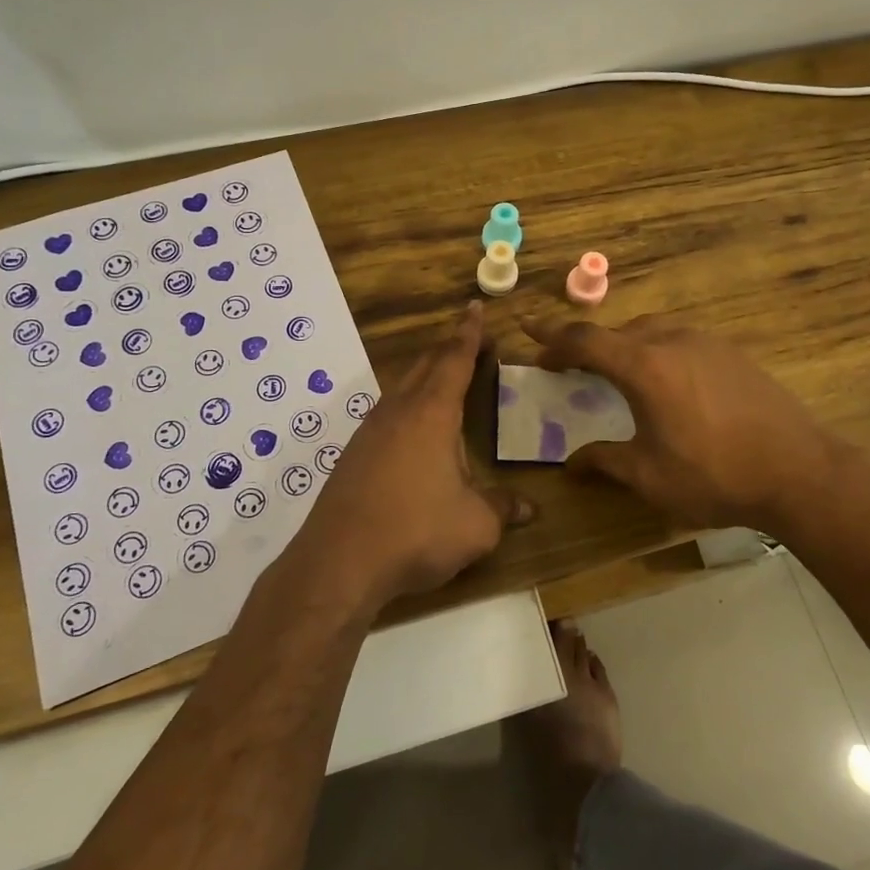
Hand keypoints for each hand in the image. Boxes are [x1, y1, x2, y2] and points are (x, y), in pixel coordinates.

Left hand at [290, 303, 531, 613]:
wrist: (339, 561)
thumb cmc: (416, 532)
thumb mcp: (475, 525)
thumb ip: (503, 509)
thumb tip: (530, 508)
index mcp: (432, 414)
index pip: (454, 360)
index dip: (469, 334)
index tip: (475, 308)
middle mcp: (399, 412)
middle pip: (425, 365)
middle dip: (449, 348)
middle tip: (471, 340)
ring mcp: (370, 432)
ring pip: (402, 387)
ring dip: (425, 373)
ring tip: (442, 375)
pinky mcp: (353, 455)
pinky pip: (386, 412)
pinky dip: (407, 403)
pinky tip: (410, 426)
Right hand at [525, 315, 856, 532]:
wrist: (800, 471)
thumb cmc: (715, 475)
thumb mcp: (649, 476)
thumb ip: (605, 461)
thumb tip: (570, 464)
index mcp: (644, 366)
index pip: (585, 340)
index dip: (552, 337)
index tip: (529, 333)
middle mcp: (672, 341)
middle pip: (617, 331)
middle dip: (586, 344)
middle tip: (567, 364)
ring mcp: (707, 343)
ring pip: (651, 331)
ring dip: (624, 345)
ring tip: (614, 371)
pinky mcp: (732, 353)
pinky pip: (679, 340)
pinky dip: (656, 350)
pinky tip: (665, 380)